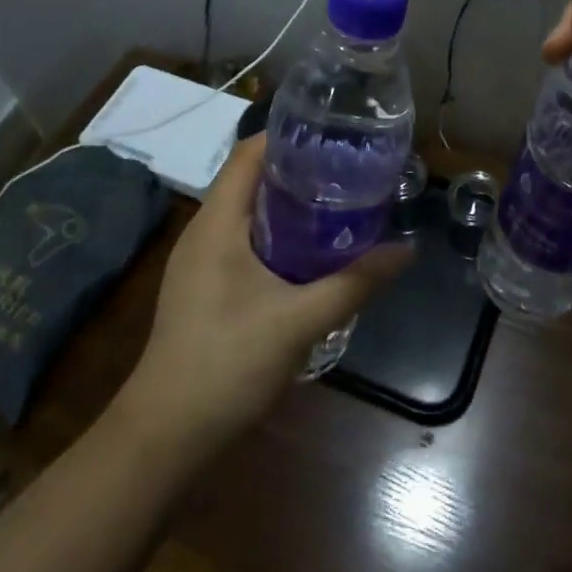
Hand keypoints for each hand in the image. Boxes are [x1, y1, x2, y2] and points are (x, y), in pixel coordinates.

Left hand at [119, 134, 411, 449]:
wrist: (165, 435)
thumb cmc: (226, 364)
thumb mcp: (298, 321)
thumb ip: (354, 283)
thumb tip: (406, 250)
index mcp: (216, 222)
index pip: (249, 153)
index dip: (289, 136)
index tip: (335, 136)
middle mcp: (203, 231)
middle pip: (251, 179)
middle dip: (298, 169)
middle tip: (349, 169)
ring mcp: (199, 261)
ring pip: (248, 212)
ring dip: (289, 203)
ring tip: (338, 202)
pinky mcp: (203, 286)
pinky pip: (243, 240)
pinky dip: (277, 233)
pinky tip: (309, 252)